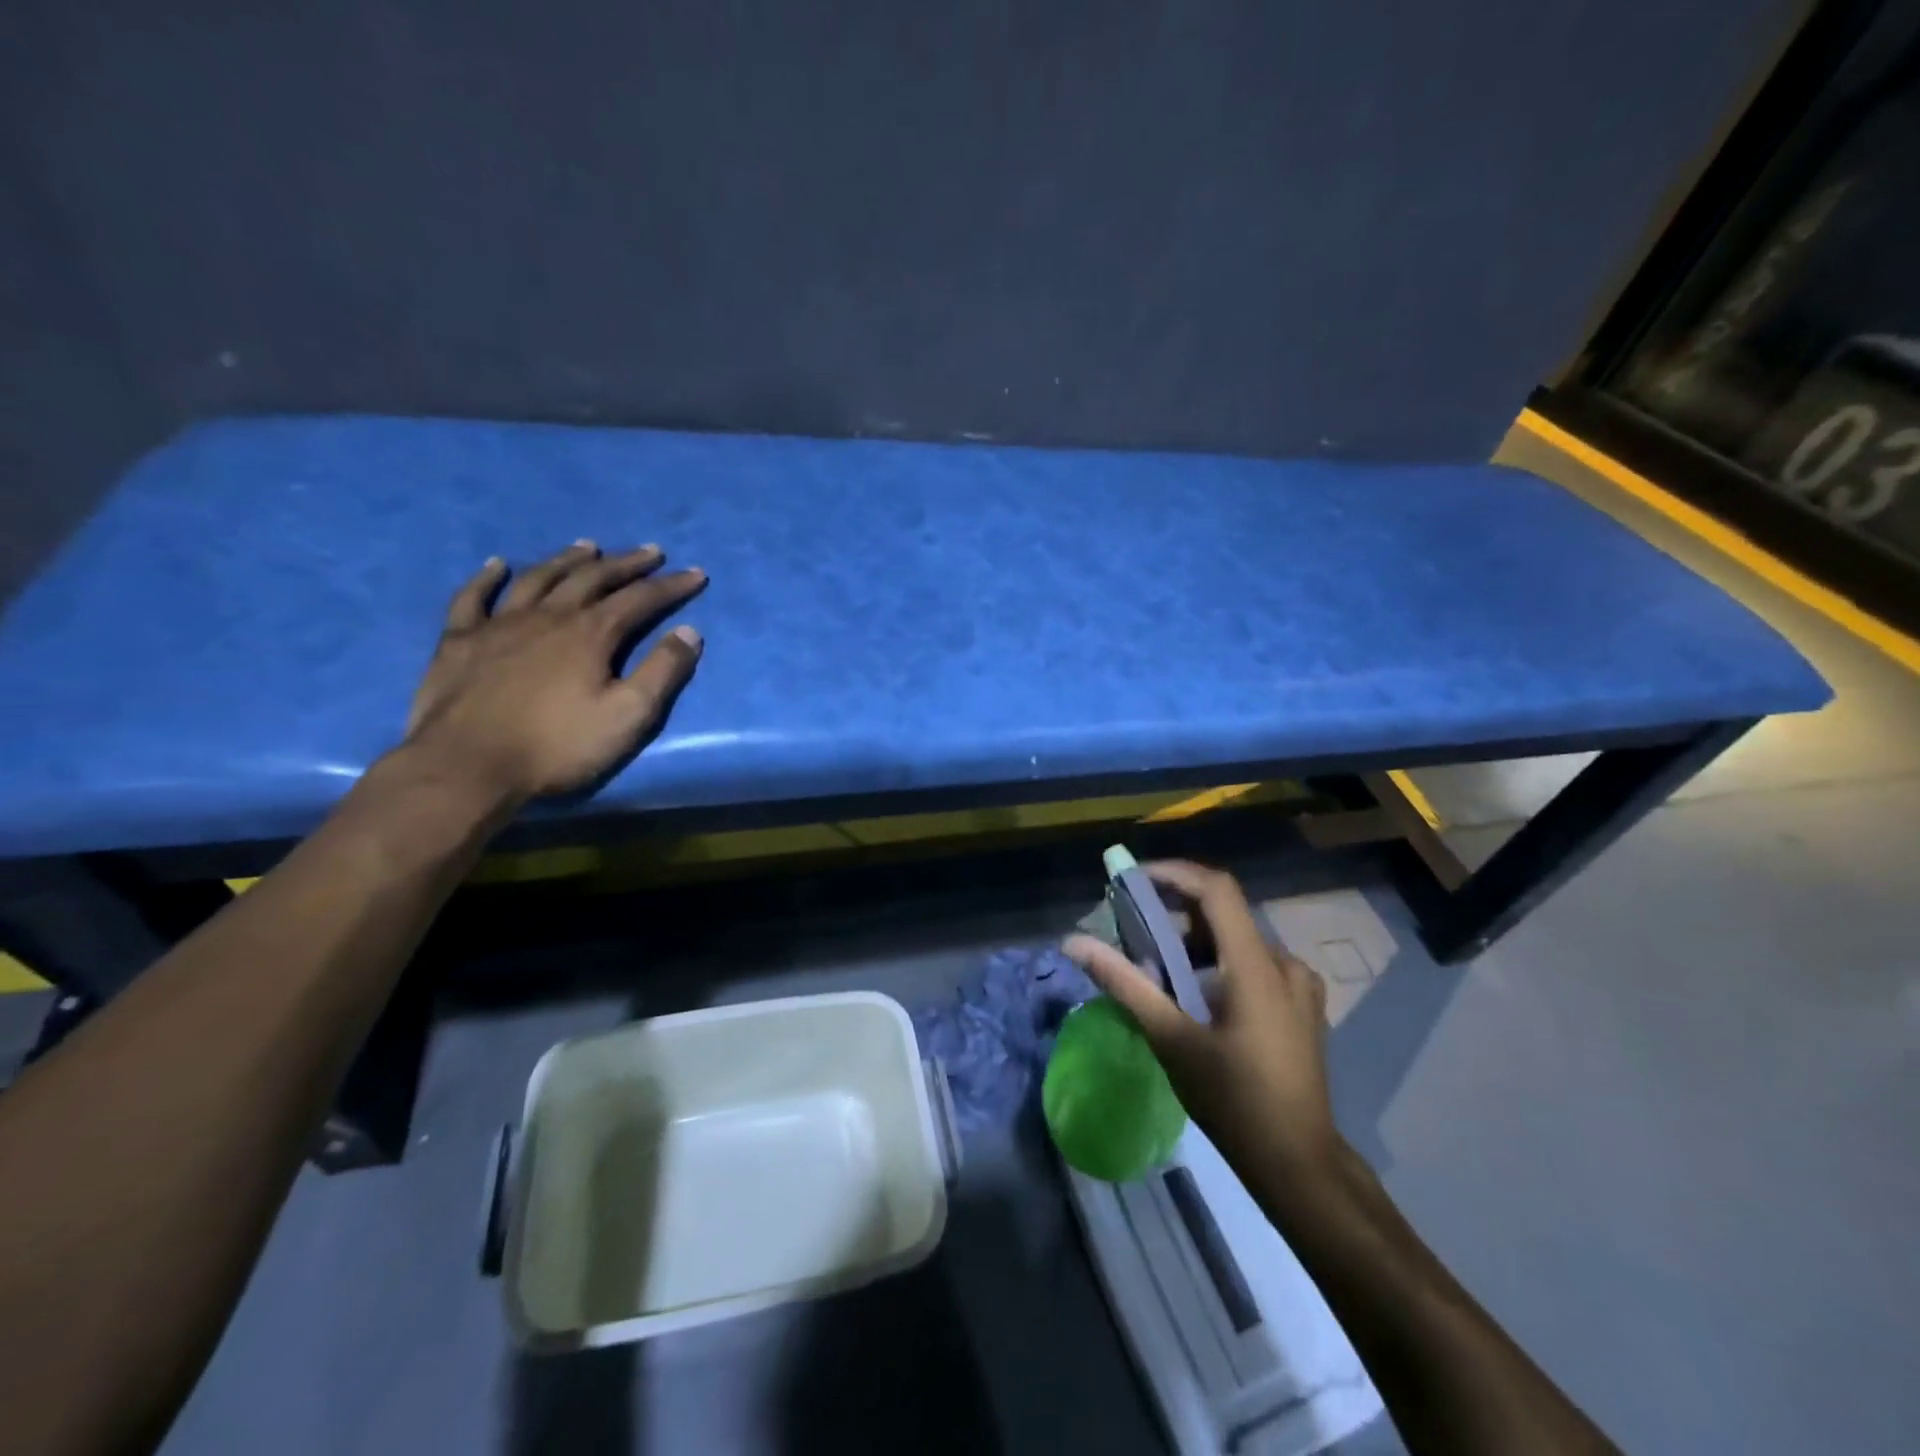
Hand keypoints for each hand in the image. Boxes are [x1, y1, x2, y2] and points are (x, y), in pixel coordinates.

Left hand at [403, 541, 706, 802]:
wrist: (467, 766)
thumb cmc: (557, 745)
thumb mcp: (628, 716)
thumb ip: (662, 672)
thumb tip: (689, 632)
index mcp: (590, 634)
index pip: (640, 599)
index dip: (671, 586)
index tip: (696, 574)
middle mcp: (547, 616)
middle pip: (592, 578)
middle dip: (626, 563)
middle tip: (650, 552)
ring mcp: (498, 625)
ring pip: (538, 578)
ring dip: (567, 560)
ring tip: (588, 548)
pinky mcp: (459, 641)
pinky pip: (473, 597)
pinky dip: (487, 577)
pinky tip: (498, 564)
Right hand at [1064, 861, 1341, 1180]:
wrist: (1299, 1163)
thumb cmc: (1233, 1101)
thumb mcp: (1171, 1040)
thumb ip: (1124, 983)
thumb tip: (1074, 943)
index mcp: (1256, 966)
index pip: (1217, 889)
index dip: (1174, 873)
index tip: (1133, 880)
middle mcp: (1285, 963)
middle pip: (1223, 913)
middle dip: (1174, 914)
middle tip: (1133, 933)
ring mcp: (1300, 985)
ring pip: (1237, 939)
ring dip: (1194, 941)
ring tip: (1157, 969)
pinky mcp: (1302, 1004)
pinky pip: (1253, 962)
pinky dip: (1217, 962)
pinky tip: (1194, 995)